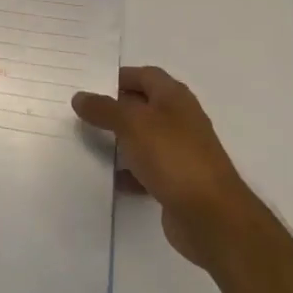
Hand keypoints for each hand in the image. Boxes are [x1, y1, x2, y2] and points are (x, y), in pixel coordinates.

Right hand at [73, 66, 255, 269]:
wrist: (211, 217)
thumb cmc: (173, 157)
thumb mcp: (132, 124)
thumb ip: (104, 109)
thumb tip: (80, 97)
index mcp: (174, 97)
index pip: (144, 75)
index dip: (119, 77)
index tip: (89, 86)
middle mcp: (179, 120)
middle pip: (142, 106)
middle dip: (114, 109)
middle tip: (81, 113)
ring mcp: (180, 152)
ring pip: (143, 139)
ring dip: (119, 141)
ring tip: (86, 143)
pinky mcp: (177, 182)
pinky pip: (146, 170)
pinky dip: (128, 173)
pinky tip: (108, 178)